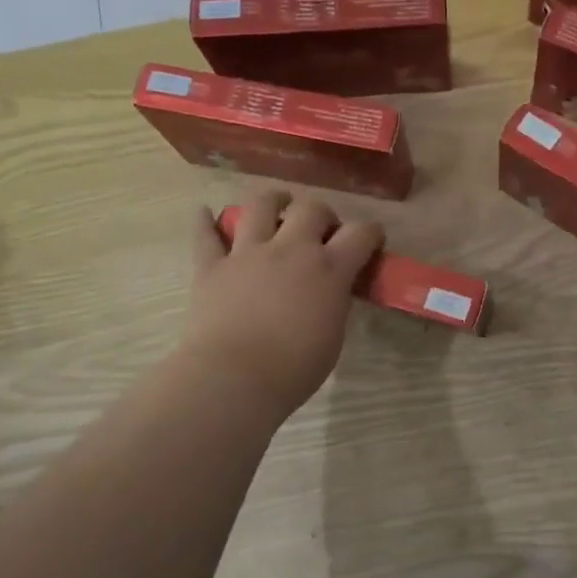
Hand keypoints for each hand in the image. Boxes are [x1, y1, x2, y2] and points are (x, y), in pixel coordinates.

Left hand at [179, 191, 383, 415]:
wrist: (234, 377)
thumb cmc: (294, 368)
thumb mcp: (333, 335)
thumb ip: (334, 303)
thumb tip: (330, 292)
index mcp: (329, 269)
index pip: (361, 233)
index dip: (371, 232)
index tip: (372, 239)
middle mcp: (291, 250)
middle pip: (312, 209)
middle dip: (322, 214)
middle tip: (321, 229)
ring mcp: (248, 253)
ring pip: (260, 206)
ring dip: (273, 200)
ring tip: (277, 203)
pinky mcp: (212, 266)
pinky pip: (205, 235)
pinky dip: (204, 222)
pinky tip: (204, 213)